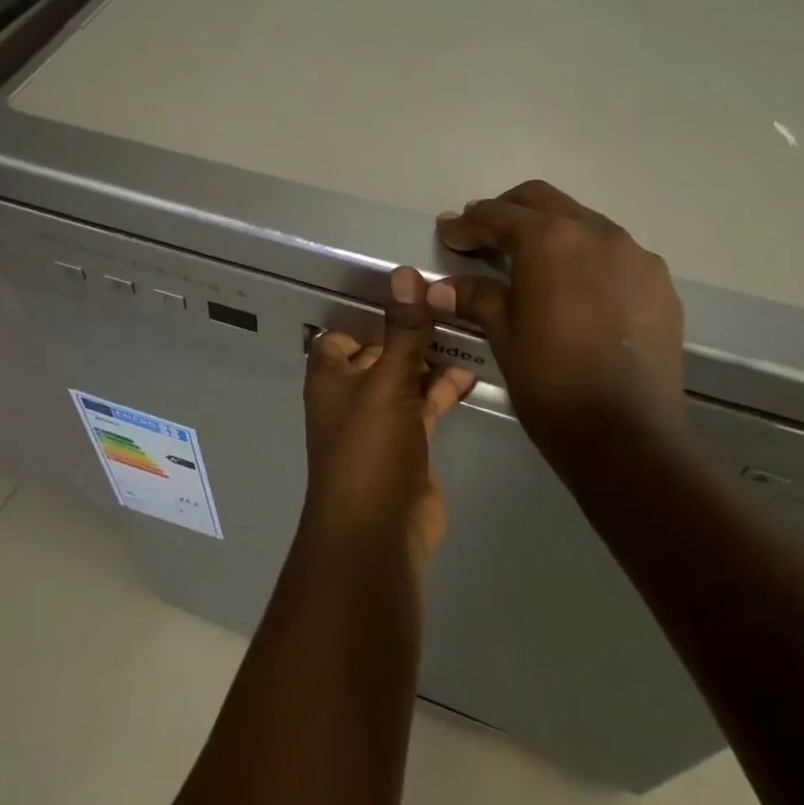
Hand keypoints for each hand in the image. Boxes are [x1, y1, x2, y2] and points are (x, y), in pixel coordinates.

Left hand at [302, 266, 475, 570]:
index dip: (368, 316)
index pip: (341, 334)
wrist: (378, 532)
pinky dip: (443, 388)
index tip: (407, 296)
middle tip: (450, 304)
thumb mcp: (387, 381)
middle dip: (408, 333)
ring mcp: (380, 422)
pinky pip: (425, 405)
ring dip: (429, 359)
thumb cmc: (370, 448)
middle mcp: (351, 395)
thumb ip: (402, 329)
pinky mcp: (408, 445)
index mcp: (331, 376)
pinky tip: (472, 370)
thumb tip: (403, 273)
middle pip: (379, 353)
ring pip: (405, 378)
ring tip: (467, 330)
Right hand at [429, 180, 686, 470]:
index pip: (498, 215)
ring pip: (584, 223)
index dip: (467, 224)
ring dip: (552, 233)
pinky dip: (587, 259)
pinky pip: (616, 255)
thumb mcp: (505, 336)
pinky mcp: (660, 283)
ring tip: (530, 264)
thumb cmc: (552, 384)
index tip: (448, 233)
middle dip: (507, 212)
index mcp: (551, 240)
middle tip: (482, 236)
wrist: (628, 438)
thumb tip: (440, 287)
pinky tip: (576, 291)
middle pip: (543, 202)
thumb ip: (477, 297)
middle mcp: (598, 233)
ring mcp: (636, 256)